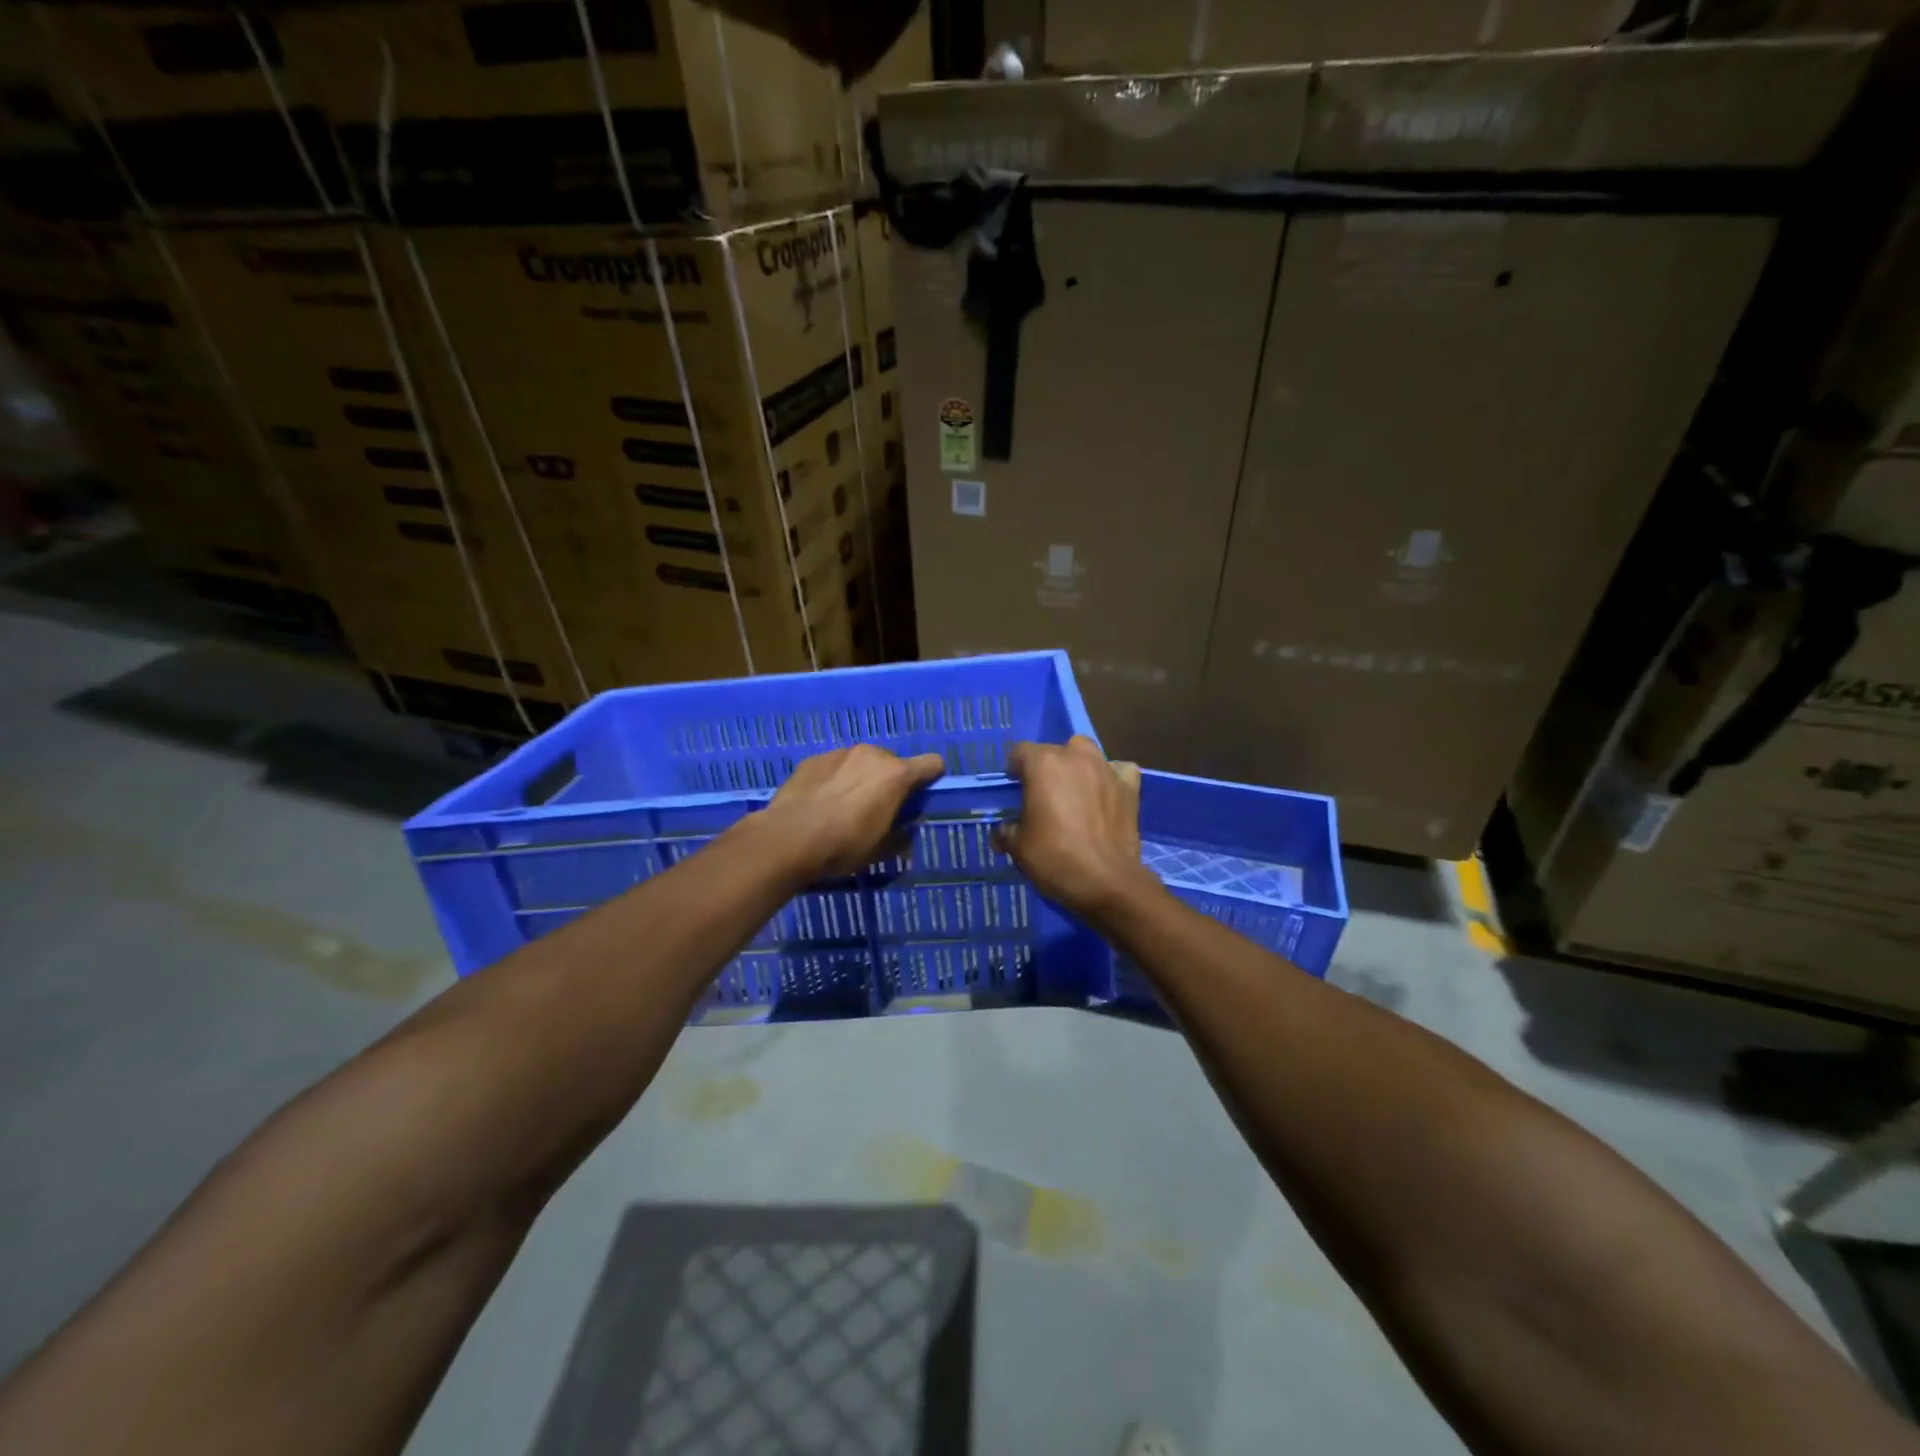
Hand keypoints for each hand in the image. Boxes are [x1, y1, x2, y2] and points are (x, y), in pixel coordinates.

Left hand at [750, 744, 945, 879]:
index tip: (919, 798)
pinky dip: (835, 779)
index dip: (931, 779)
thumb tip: (906, 831)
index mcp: (896, 775)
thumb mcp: (880, 850)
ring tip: (843, 806)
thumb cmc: (843, 846)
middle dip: (889, 782)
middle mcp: (872, 754)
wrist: (788, 839)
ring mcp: (840, 753)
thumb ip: (901, 836)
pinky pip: (835, 766)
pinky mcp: (814, 759)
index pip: (932, 763)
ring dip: (860, 778)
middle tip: (876, 810)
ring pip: (862, 762)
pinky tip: (820, 802)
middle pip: (893, 763)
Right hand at [994, 736, 1150, 918]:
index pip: (1020, 752)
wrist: (1106, 881)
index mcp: (1043, 764)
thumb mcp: (1018, 847)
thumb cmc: (1054, 858)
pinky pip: (1119, 770)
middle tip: (1043, 796)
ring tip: (1074, 790)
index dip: (1014, 769)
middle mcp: (1075, 756)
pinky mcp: (1129, 786)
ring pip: (1087, 753)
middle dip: (1046, 768)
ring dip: (1078, 765)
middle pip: (1054, 750)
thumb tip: (1002, 832)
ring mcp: (1106, 769)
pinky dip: (1111, 777)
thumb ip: (1007, 831)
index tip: (1014, 789)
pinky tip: (1106, 792)